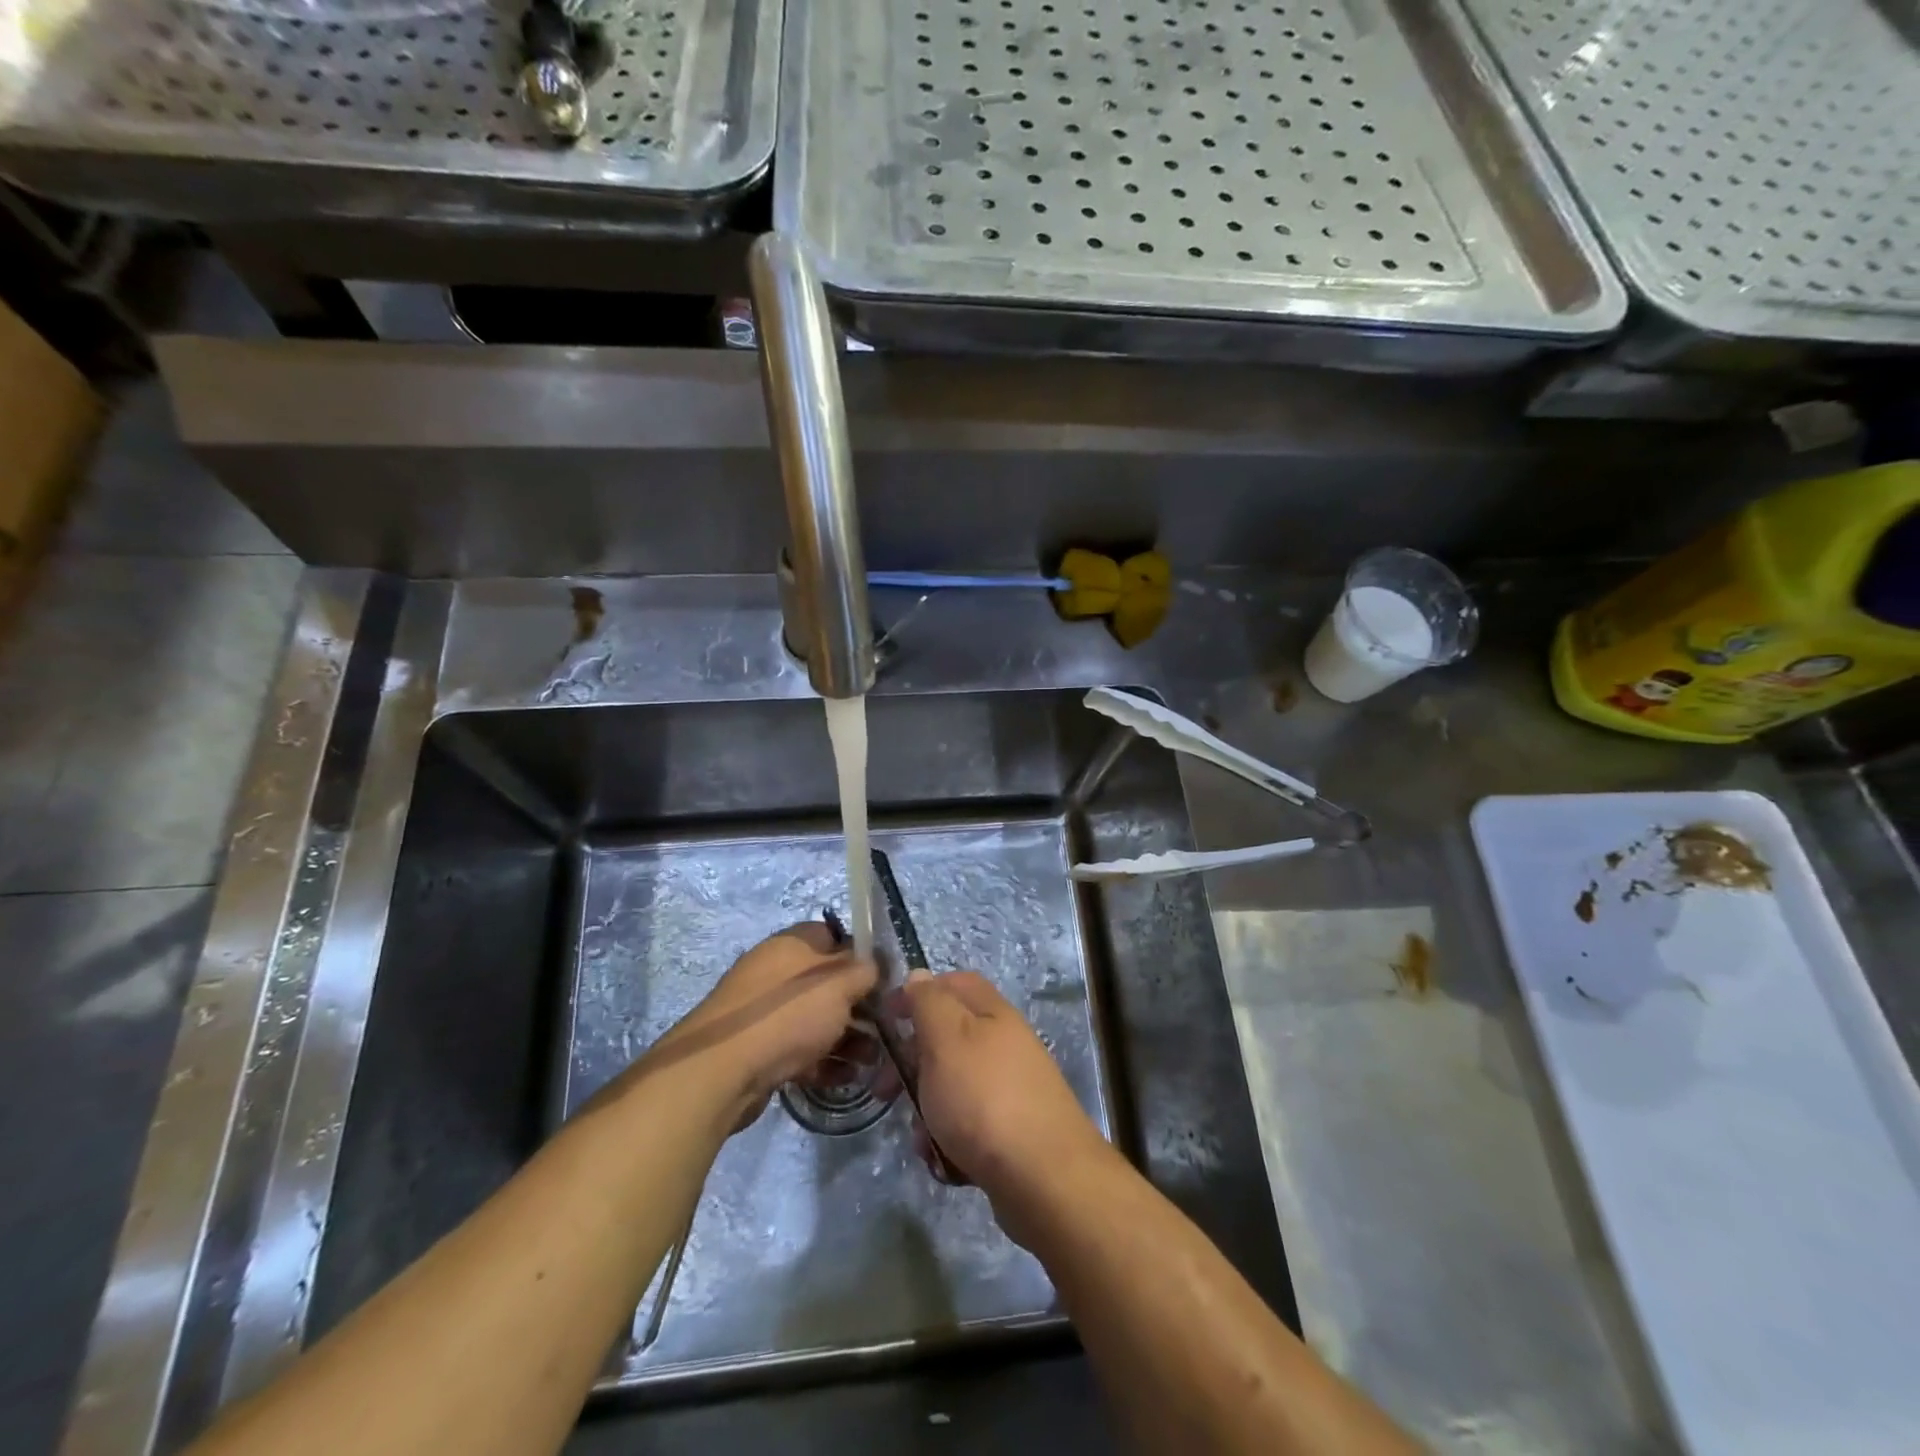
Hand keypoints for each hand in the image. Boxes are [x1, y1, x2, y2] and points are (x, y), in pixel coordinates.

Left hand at [640, 923, 876, 1130]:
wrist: (722, 1071)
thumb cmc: (788, 1015)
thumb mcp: (839, 983)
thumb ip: (864, 970)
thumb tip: (873, 966)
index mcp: (792, 944)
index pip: (833, 936)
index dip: (860, 955)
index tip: (882, 981)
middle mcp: (776, 971)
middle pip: (827, 982)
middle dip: (859, 1006)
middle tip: (883, 1029)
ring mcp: (763, 1011)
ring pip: (815, 1019)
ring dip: (847, 1038)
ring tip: (871, 1063)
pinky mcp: (757, 1048)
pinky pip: (799, 1048)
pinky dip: (823, 1061)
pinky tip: (845, 1078)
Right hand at [901, 970, 1112, 1221]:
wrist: (1043, 1178)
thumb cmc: (984, 1098)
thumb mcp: (946, 1038)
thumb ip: (929, 1003)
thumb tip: (919, 977)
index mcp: (992, 1013)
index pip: (953, 983)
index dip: (918, 993)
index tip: (886, 1018)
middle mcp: (1004, 1045)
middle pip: (948, 1039)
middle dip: (911, 1064)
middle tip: (883, 1090)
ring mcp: (1009, 1089)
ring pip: (951, 1088)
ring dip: (926, 1110)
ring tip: (921, 1138)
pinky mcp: (1010, 1132)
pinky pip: (966, 1127)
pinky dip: (948, 1142)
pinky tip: (943, 1162)